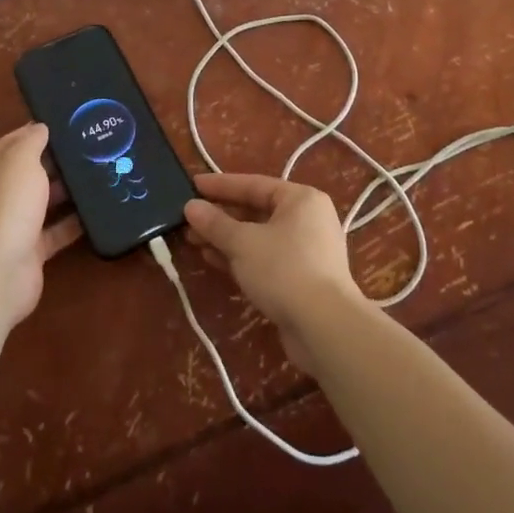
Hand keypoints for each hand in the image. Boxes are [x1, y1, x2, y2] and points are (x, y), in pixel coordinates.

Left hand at [0, 123, 82, 324]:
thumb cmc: (6, 204)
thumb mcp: (19, 160)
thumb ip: (32, 141)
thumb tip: (41, 128)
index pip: (16, 141)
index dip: (40, 130)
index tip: (73, 121)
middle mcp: (1, 193)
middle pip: (33, 170)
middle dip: (60, 159)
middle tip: (96, 145)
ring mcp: (16, 223)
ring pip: (47, 200)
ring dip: (70, 190)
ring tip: (104, 172)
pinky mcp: (33, 250)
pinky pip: (58, 230)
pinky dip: (76, 222)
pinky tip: (100, 209)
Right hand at [183, 173, 365, 373]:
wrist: (325, 328)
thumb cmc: (284, 270)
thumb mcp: (243, 243)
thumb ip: (215, 223)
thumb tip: (191, 207)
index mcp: (300, 199)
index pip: (253, 184)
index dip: (220, 185)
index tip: (193, 184)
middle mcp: (308, 219)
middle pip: (256, 210)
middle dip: (221, 216)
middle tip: (189, 219)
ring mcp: (307, 251)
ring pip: (259, 237)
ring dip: (227, 239)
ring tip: (194, 241)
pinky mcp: (302, 278)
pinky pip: (266, 258)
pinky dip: (241, 258)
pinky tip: (214, 261)